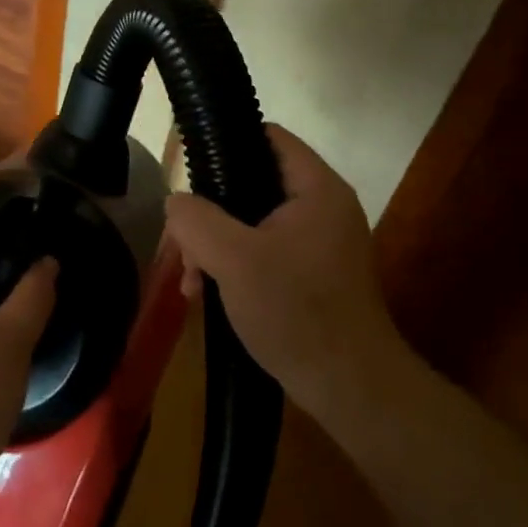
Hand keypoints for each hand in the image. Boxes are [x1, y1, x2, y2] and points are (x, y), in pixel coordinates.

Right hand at [165, 125, 407, 432]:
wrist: (350, 389)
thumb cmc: (296, 313)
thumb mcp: (234, 260)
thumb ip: (197, 220)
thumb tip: (177, 202)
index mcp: (316, 189)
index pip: (268, 136)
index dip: (226, 143)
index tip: (189, 171)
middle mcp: (323, 207)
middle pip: (253, 182)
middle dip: (211, 212)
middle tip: (185, 245)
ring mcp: (319, 242)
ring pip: (252, 221)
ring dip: (216, 245)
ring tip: (191, 281)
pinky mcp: (312, 273)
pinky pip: (264, 251)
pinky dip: (234, 265)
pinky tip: (208, 295)